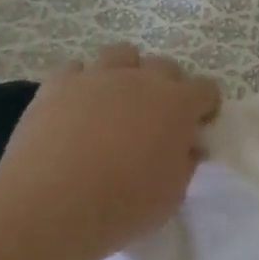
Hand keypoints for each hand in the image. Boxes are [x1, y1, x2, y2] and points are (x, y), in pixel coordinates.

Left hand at [0, 45, 220, 259]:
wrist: (52, 204)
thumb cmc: (125, 204)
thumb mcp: (173, 193)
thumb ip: (185, 162)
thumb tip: (188, 146)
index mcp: (179, 105)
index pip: (207, 89)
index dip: (205, 107)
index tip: (195, 128)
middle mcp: (142, 80)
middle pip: (165, 66)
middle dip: (167, 87)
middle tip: (155, 119)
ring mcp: (98, 77)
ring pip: (121, 54)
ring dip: (126, 73)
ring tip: (116, 102)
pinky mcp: (58, 84)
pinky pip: (76, 70)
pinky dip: (81, 83)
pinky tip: (76, 107)